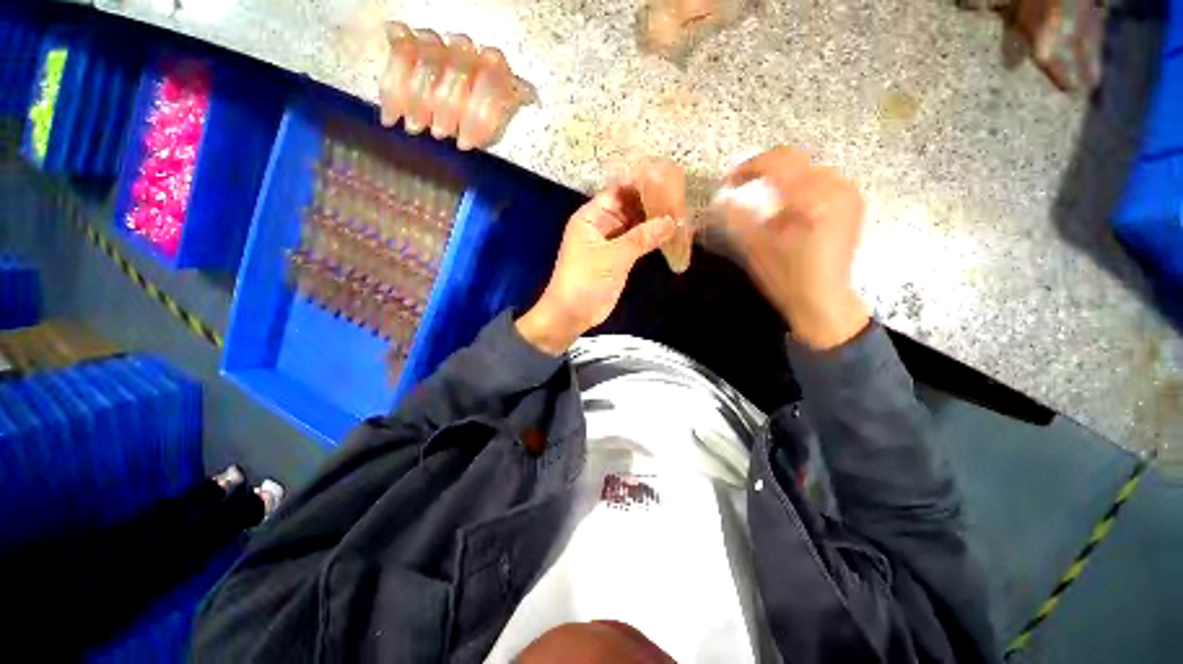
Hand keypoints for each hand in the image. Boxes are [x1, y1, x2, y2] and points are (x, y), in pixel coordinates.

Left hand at [517, 186, 677, 354]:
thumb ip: (642, 237)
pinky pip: (638, 242)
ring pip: (636, 225)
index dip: (642, 184)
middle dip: (653, 203)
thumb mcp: (613, 256)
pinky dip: (652, 239)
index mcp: (591, 216)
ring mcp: (611, 242)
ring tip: (682, 213)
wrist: (572, 314)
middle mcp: (601, 224)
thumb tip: (672, 221)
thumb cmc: (585, 280)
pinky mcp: (619, 258)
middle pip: (630, 206)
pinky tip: (672, 234)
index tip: (668, 179)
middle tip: (682, 197)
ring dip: (655, 221)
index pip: (619, 191)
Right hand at [717, 147, 869, 349]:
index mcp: (811, 200)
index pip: (777, 162)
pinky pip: (822, 180)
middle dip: (764, 170)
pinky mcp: (852, 203)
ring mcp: (848, 194)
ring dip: (782, 179)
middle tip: (742, 186)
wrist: (823, 300)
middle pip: (794, 160)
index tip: (729, 181)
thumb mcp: (755, 248)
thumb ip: (737, 218)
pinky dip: (800, 186)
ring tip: (764, 199)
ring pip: (807, 168)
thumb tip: (722, 198)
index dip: (748, 167)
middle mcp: (835, 188)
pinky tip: (790, 206)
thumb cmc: (786, 279)